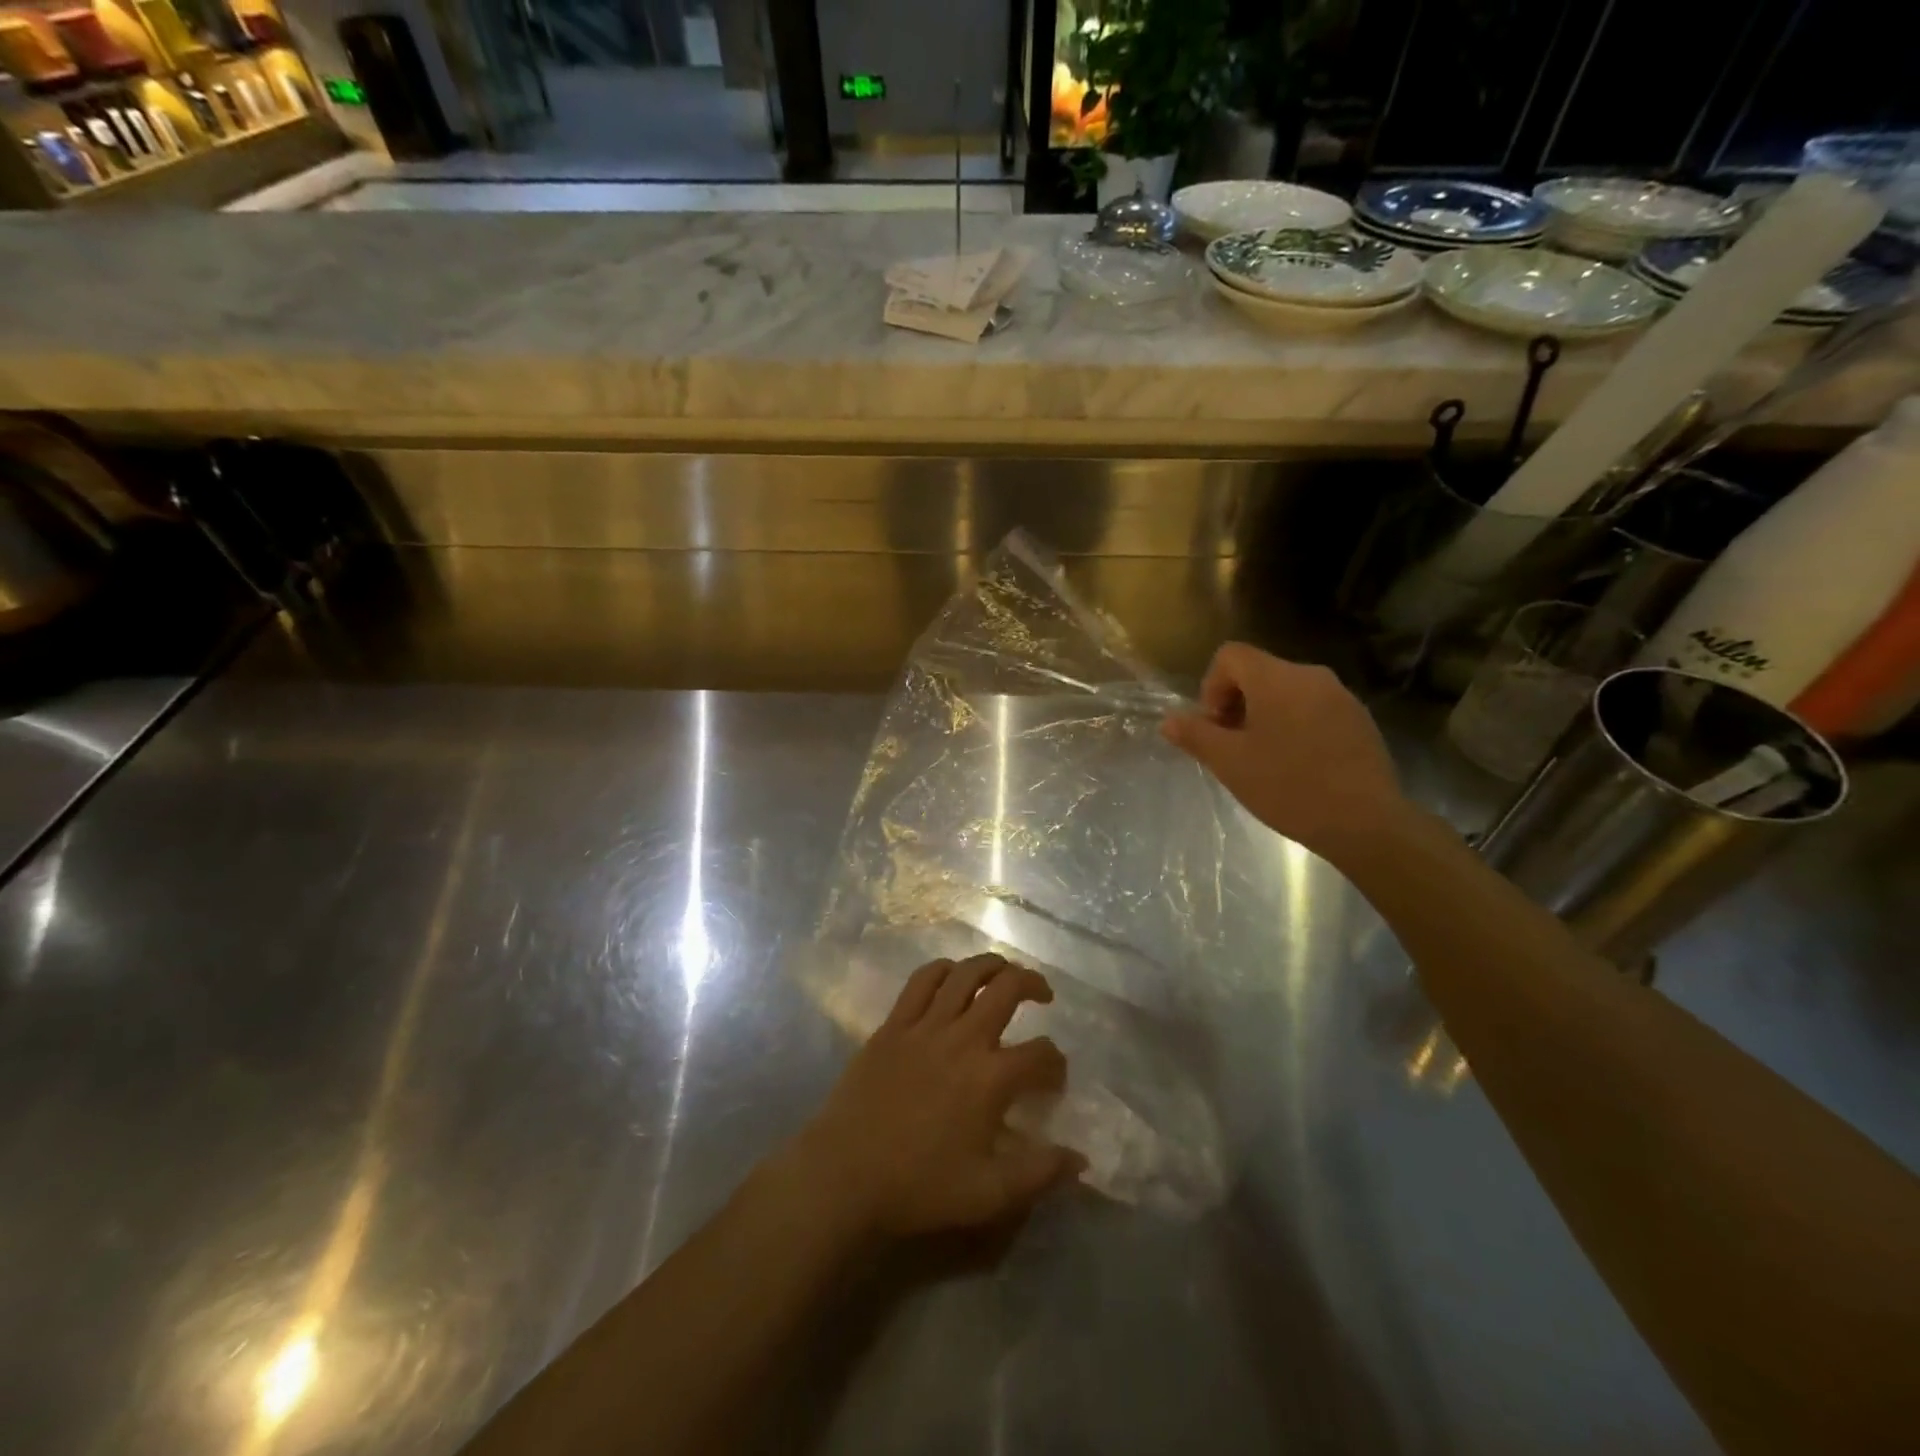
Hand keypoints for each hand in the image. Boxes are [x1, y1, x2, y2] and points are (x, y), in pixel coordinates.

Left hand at [794, 955, 1079, 1240]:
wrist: (844, 1175)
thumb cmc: (919, 1187)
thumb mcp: (989, 1195)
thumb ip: (1039, 1173)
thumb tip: (1080, 1159)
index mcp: (990, 1078)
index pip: (1039, 1054)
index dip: (1056, 1061)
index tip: (1055, 1076)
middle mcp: (962, 1038)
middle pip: (1007, 989)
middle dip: (1033, 984)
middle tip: (1043, 995)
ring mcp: (925, 1025)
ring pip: (965, 973)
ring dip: (992, 965)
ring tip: (1004, 972)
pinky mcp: (893, 1024)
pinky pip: (922, 981)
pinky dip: (944, 970)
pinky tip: (953, 976)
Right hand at [1162, 643, 1409, 861]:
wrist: (1365, 822)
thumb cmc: (1288, 787)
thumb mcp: (1230, 763)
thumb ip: (1195, 735)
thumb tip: (1168, 720)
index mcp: (1276, 679)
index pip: (1231, 655)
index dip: (1211, 685)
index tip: (1215, 725)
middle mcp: (1311, 676)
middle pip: (1259, 672)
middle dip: (1236, 704)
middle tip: (1233, 747)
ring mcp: (1341, 697)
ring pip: (1288, 692)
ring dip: (1265, 716)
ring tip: (1264, 760)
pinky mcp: (1360, 720)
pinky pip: (1314, 709)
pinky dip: (1295, 726)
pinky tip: (1297, 766)